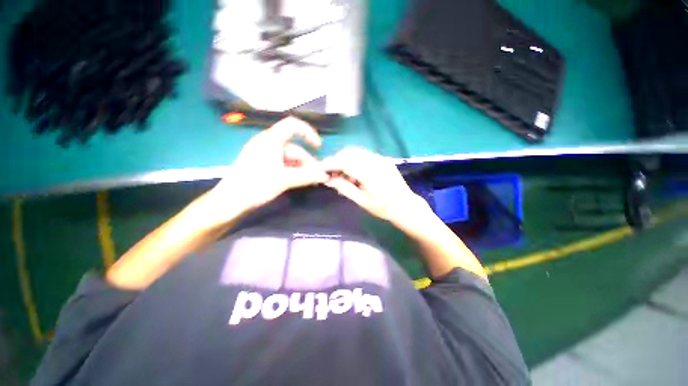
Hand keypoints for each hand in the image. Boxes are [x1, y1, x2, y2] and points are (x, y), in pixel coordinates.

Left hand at [204, 117, 328, 220]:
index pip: (293, 125)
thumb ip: (306, 176)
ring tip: (309, 180)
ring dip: (301, 167)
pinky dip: (292, 170)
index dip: (308, 132)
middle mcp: (267, 143)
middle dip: (307, 160)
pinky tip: (299, 180)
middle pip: (294, 147)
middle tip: (317, 175)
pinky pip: (282, 163)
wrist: (230, 200)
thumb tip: (324, 175)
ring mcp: (264, 153)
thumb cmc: (256, 185)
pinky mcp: (262, 163)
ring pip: (289, 157)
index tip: (318, 147)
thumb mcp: (284, 180)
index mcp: (271, 140)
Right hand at [322, 147, 428, 229]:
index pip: (344, 162)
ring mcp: (381, 159)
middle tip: (332, 174)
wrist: (405, 206)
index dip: (330, 163)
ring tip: (344, 175)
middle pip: (350, 152)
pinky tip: (356, 174)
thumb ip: (344, 188)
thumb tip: (328, 179)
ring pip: (357, 152)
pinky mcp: (384, 160)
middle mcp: (375, 161)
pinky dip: (355, 161)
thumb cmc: (383, 208)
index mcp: (369, 173)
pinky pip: (365, 155)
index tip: (321, 168)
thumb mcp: (361, 201)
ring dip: (346, 160)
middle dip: (338, 160)